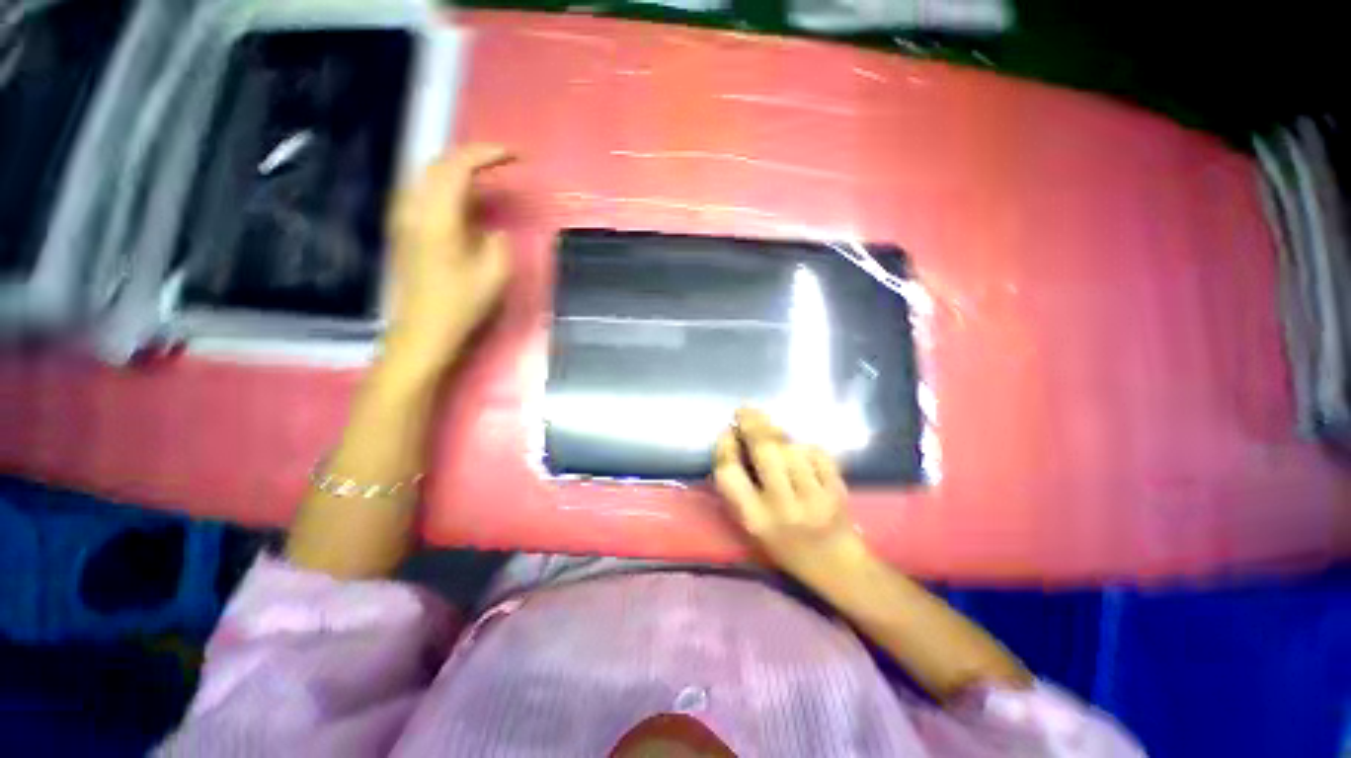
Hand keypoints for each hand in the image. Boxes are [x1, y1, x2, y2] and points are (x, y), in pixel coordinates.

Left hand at [384, 144, 513, 374]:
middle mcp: (415, 209)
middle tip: (502, 162)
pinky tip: (465, 201)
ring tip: (487, 177)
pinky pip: (426, 194)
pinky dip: (448, 187)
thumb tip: (491, 229)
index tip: (516, 156)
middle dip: (472, 156)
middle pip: (439, 164)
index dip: (487, 154)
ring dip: (459, 170)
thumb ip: (497, 242)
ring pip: (429, 177)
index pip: (458, 167)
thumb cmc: (461, 305)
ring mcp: (405, 219)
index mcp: (438, 218)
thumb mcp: (494, 274)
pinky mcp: (406, 231)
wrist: (422, 331)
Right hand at [713, 408, 869, 581]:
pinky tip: (800, 452)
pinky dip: (805, 446)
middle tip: (744, 411)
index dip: (724, 447)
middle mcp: (783, 507)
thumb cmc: (786, 546)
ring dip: (777, 433)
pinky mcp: (837, 489)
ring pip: (792, 447)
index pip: (729, 474)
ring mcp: (814, 496)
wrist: (838, 565)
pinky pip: (816, 452)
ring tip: (769, 428)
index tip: (726, 433)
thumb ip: (738, 491)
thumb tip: (730, 445)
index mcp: (755, 519)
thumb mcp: (752, 526)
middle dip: (752, 424)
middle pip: (764, 450)